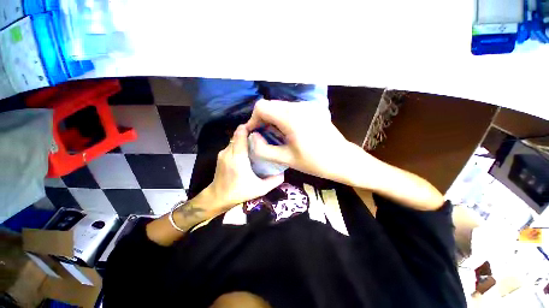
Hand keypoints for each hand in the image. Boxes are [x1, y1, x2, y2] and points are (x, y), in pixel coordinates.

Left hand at [203, 125, 283, 214]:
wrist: (217, 198)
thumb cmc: (239, 192)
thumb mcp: (260, 189)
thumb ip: (273, 181)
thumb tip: (283, 173)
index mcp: (238, 157)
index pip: (240, 133)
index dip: (249, 127)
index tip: (260, 128)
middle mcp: (228, 152)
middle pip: (238, 134)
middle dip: (249, 132)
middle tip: (262, 136)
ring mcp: (223, 153)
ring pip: (235, 139)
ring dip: (245, 138)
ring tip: (256, 143)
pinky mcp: (221, 156)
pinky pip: (232, 145)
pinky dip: (240, 144)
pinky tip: (247, 151)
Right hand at [244, 99, 360, 182]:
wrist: (343, 159)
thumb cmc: (315, 162)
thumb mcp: (286, 159)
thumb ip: (263, 149)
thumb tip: (252, 137)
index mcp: (291, 118)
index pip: (261, 107)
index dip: (253, 119)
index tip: (254, 133)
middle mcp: (299, 106)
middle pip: (270, 105)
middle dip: (262, 119)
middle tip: (264, 135)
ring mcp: (307, 106)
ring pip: (280, 106)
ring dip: (273, 118)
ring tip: (276, 134)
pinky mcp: (313, 108)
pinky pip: (291, 108)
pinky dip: (284, 117)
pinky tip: (289, 130)